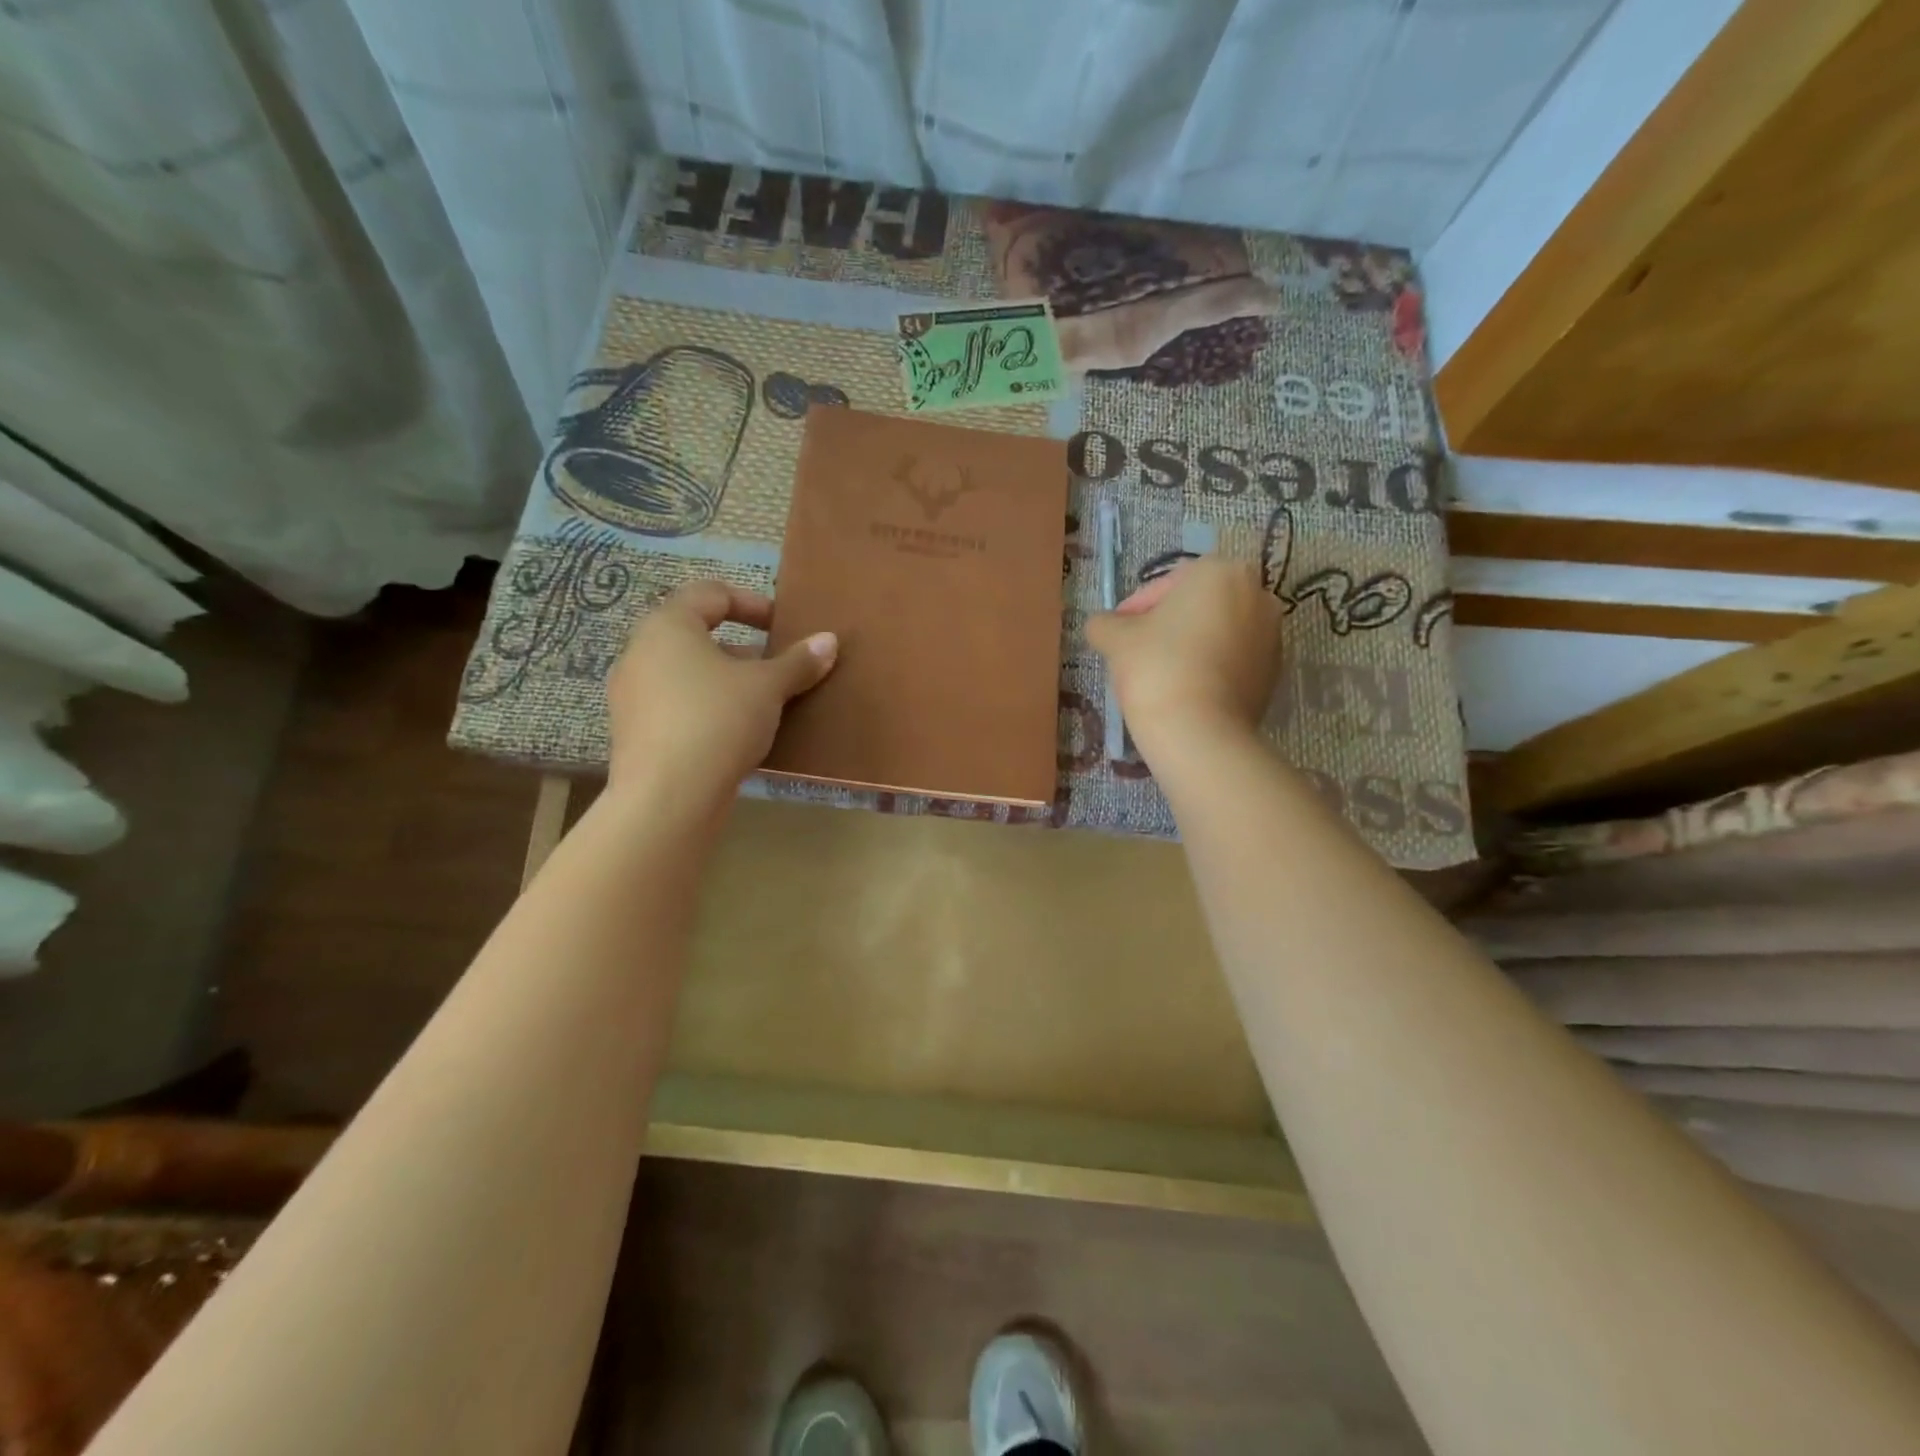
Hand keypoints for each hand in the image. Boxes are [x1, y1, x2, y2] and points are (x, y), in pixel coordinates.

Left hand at [605, 581, 835, 799]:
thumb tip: (829, 641)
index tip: (782, 626)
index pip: (710, 594)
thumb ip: (798, 662)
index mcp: (668, 627)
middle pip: (698, 636)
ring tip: (763, 705)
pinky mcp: (635, 734)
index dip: (751, 603)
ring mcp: (633, 696)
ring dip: (727, 682)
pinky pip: (678, 707)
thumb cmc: (717, 720)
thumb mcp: (768, 687)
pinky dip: (709, 710)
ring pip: (688, 675)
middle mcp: (641, 653)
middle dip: (743, 650)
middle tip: (777, 669)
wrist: (667, 797)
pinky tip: (738, 735)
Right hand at [1085, 556, 1282, 757]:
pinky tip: (1184, 691)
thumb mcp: (1115, 639)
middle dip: (1166, 625)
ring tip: (1159, 675)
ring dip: (1189, 646)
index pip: (1165, 584)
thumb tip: (1102, 625)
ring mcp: (1272, 635)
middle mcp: (1256, 594)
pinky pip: (1232, 660)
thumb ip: (1104, 623)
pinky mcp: (1275, 673)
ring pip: (1216, 633)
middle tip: (1136, 652)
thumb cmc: (1157, 668)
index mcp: (1220, 571)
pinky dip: (1210, 668)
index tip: (1116, 633)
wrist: (1200, 733)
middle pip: (1196, 606)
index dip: (1134, 608)